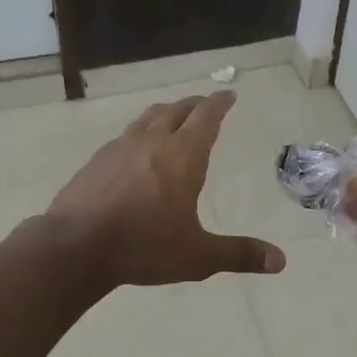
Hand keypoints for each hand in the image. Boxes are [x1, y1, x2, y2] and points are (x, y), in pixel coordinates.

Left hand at [45, 91, 285, 288]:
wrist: (75, 246)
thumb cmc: (143, 247)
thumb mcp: (197, 256)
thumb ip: (239, 255)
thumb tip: (281, 261)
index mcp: (182, 157)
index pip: (206, 118)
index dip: (219, 104)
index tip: (228, 95)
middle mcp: (153, 142)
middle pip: (177, 110)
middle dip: (195, 105)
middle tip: (206, 105)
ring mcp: (120, 147)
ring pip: (148, 117)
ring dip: (166, 112)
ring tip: (173, 117)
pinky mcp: (97, 160)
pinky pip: (126, 135)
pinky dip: (141, 131)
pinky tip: (136, 148)